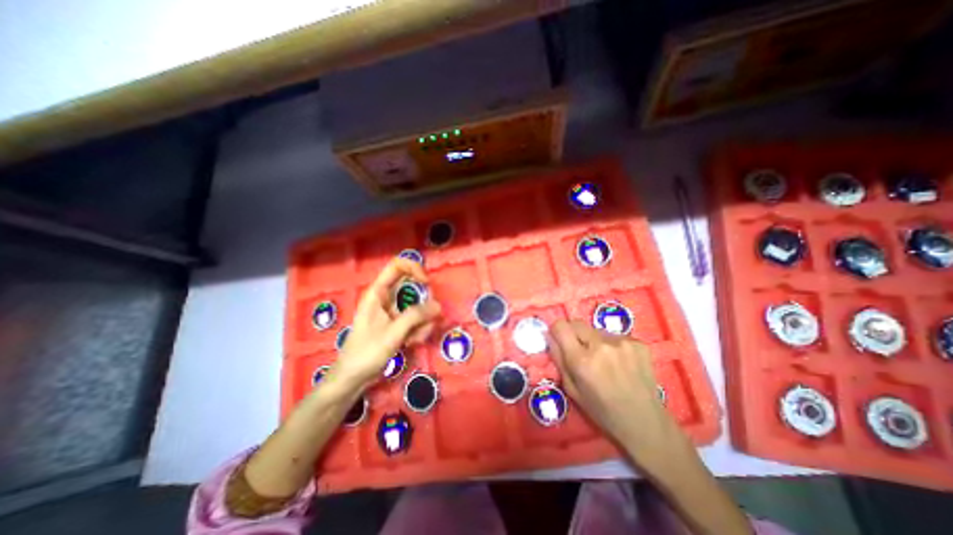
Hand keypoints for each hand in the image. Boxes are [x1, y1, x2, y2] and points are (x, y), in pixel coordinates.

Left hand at [333, 257, 443, 387]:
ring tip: (415, 339)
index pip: (397, 266)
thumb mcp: (393, 333)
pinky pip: (415, 319)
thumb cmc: (366, 352)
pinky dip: (419, 330)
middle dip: (423, 303)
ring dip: (422, 321)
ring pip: (417, 306)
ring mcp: (393, 312)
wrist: (352, 379)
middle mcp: (386, 298)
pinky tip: (412, 343)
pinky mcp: (398, 324)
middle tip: (428, 318)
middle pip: (413, 287)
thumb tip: (438, 305)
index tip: (427, 283)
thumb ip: (416, 316)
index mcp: (378, 293)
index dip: (414, 268)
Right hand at [543, 320, 685, 460]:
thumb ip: (558, 359)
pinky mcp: (638, 343)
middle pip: (577, 323)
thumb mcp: (572, 390)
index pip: (561, 326)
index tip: (559, 339)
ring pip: (596, 330)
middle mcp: (601, 346)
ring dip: (594, 340)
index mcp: (582, 361)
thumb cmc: (603, 411)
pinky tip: (621, 363)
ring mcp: (622, 342)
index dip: (557, 330)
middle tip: (581, 351)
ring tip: (604, 360)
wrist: (646, 423)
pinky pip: (615, 336)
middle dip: (574, 334)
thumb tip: (550, 336)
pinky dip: (612, 345)